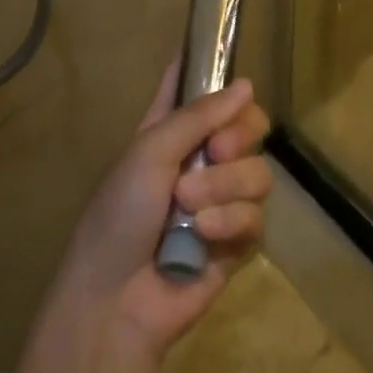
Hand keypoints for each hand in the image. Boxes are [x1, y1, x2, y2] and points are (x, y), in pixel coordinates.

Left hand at [52, 63, 272, 359]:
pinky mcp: (236, 241)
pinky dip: (231, 222)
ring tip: (189, 204)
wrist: (115, 299)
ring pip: (258, 172)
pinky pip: (257, 216)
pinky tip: (204, 235)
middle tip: (216, 151)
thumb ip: (198, 116)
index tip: (232, 73)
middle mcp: (201, 158)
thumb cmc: (119, 213)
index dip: (215, 73)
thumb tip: (247, 84)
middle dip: (239, 135)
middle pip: (248, 125)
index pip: (200, 87)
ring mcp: (222, 200)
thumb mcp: (150, 151)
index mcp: (172, 130)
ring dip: (225, 186)